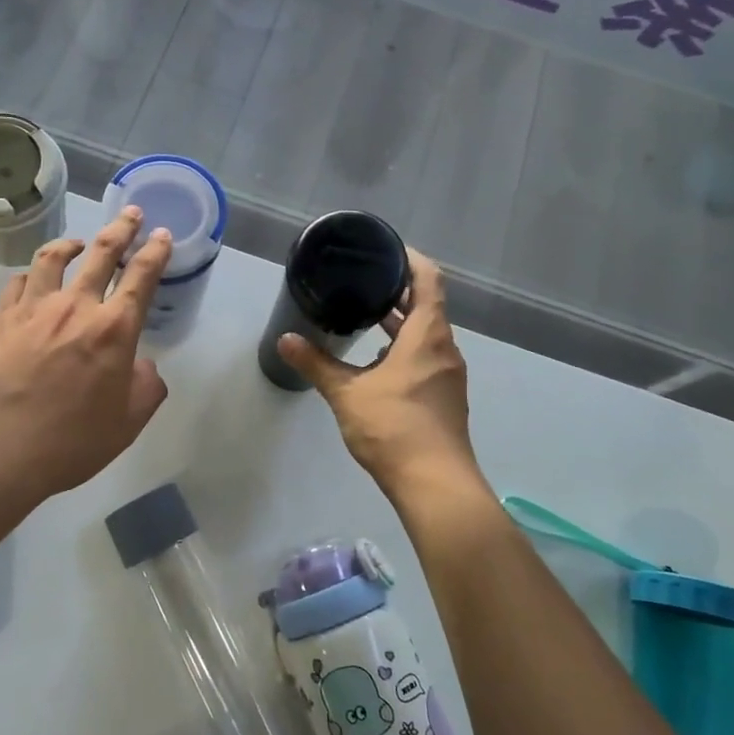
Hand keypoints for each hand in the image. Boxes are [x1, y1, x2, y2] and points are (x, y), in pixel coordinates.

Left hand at [0, 208, 172, 505]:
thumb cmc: (72, 442)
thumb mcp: (128, 423)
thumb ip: (146, 387)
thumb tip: (142, 365)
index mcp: (113, 330)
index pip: (141, 277)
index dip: (155, 252)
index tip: (161, 234)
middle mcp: (75, 307)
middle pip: (101, 254)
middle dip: (120, 230)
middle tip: (130, 214)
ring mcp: (33, 309)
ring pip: (53, 259)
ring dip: (71, 244)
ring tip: (78, 242)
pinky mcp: (0, 319)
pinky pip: (17, 283)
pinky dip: (31, 275)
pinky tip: (32, 279)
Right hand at [276, 250, 482, 501]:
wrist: (435, 485)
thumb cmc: (394, 429)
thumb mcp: (347, 394)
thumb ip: (317, 364)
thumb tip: (286, 340)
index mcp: (428, 336)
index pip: (428, 280)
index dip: (412, 259)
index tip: (387, 249)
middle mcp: (444, 349)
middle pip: (428, 306)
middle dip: (399, 292)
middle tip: (365, 280)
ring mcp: (448, 375)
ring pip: (427, 335)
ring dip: (401, 323)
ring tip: (366, 316)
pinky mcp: (445, 397)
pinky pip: (426, 358)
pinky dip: (405, 348)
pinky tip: (376, 361)